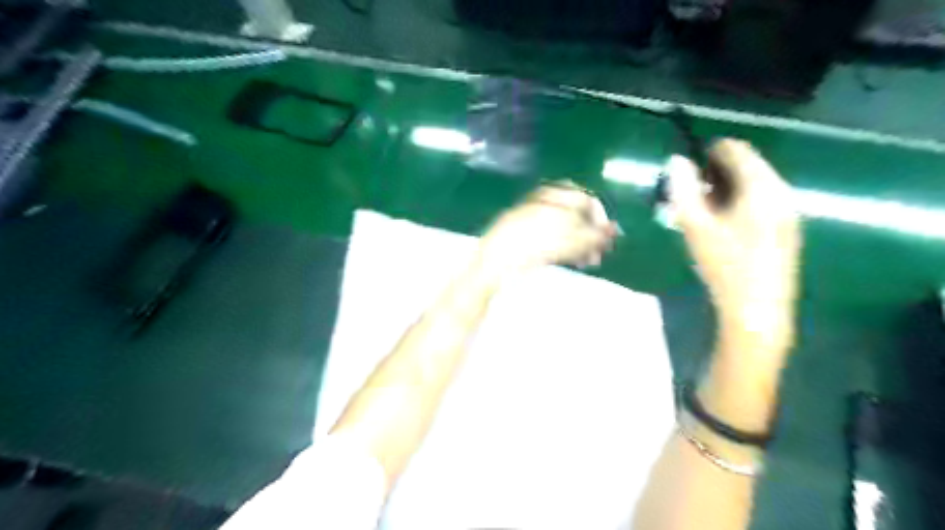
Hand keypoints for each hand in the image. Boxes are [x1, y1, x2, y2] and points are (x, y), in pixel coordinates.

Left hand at [477, 183, 618, 278]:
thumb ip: (594, 235)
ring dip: (581, 244)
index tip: (607, 240)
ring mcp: (534, 218)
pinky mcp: (526, 235)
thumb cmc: (534, 243)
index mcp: (554, 194)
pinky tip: (572, 262)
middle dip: (591, 236)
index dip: (600, 220)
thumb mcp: (569, 239)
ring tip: (587, 263)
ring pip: (566, 229)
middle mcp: (545, 202)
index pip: (587, 200)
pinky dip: (566, 248)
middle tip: (599, 256)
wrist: (496, 259)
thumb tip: (614, 231)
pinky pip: (553, 238)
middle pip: (577, 216)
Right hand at [668, 142, 798, 348]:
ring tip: (702, 205)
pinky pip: (763, 201)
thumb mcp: (696, 227)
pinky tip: (723, 222)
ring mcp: (788, 213)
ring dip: (728, 186)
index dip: (712, 151)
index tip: (689, 163)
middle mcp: (782, 194)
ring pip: (756, 184)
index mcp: (762, 189)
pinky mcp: (787, 230)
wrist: (757, 310)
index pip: (739, 151)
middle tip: (691, 188)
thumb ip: (683, 190)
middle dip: (718, 171)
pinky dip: (741, 201)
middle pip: (750, 166)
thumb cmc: (725, 266)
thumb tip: (676, 160)